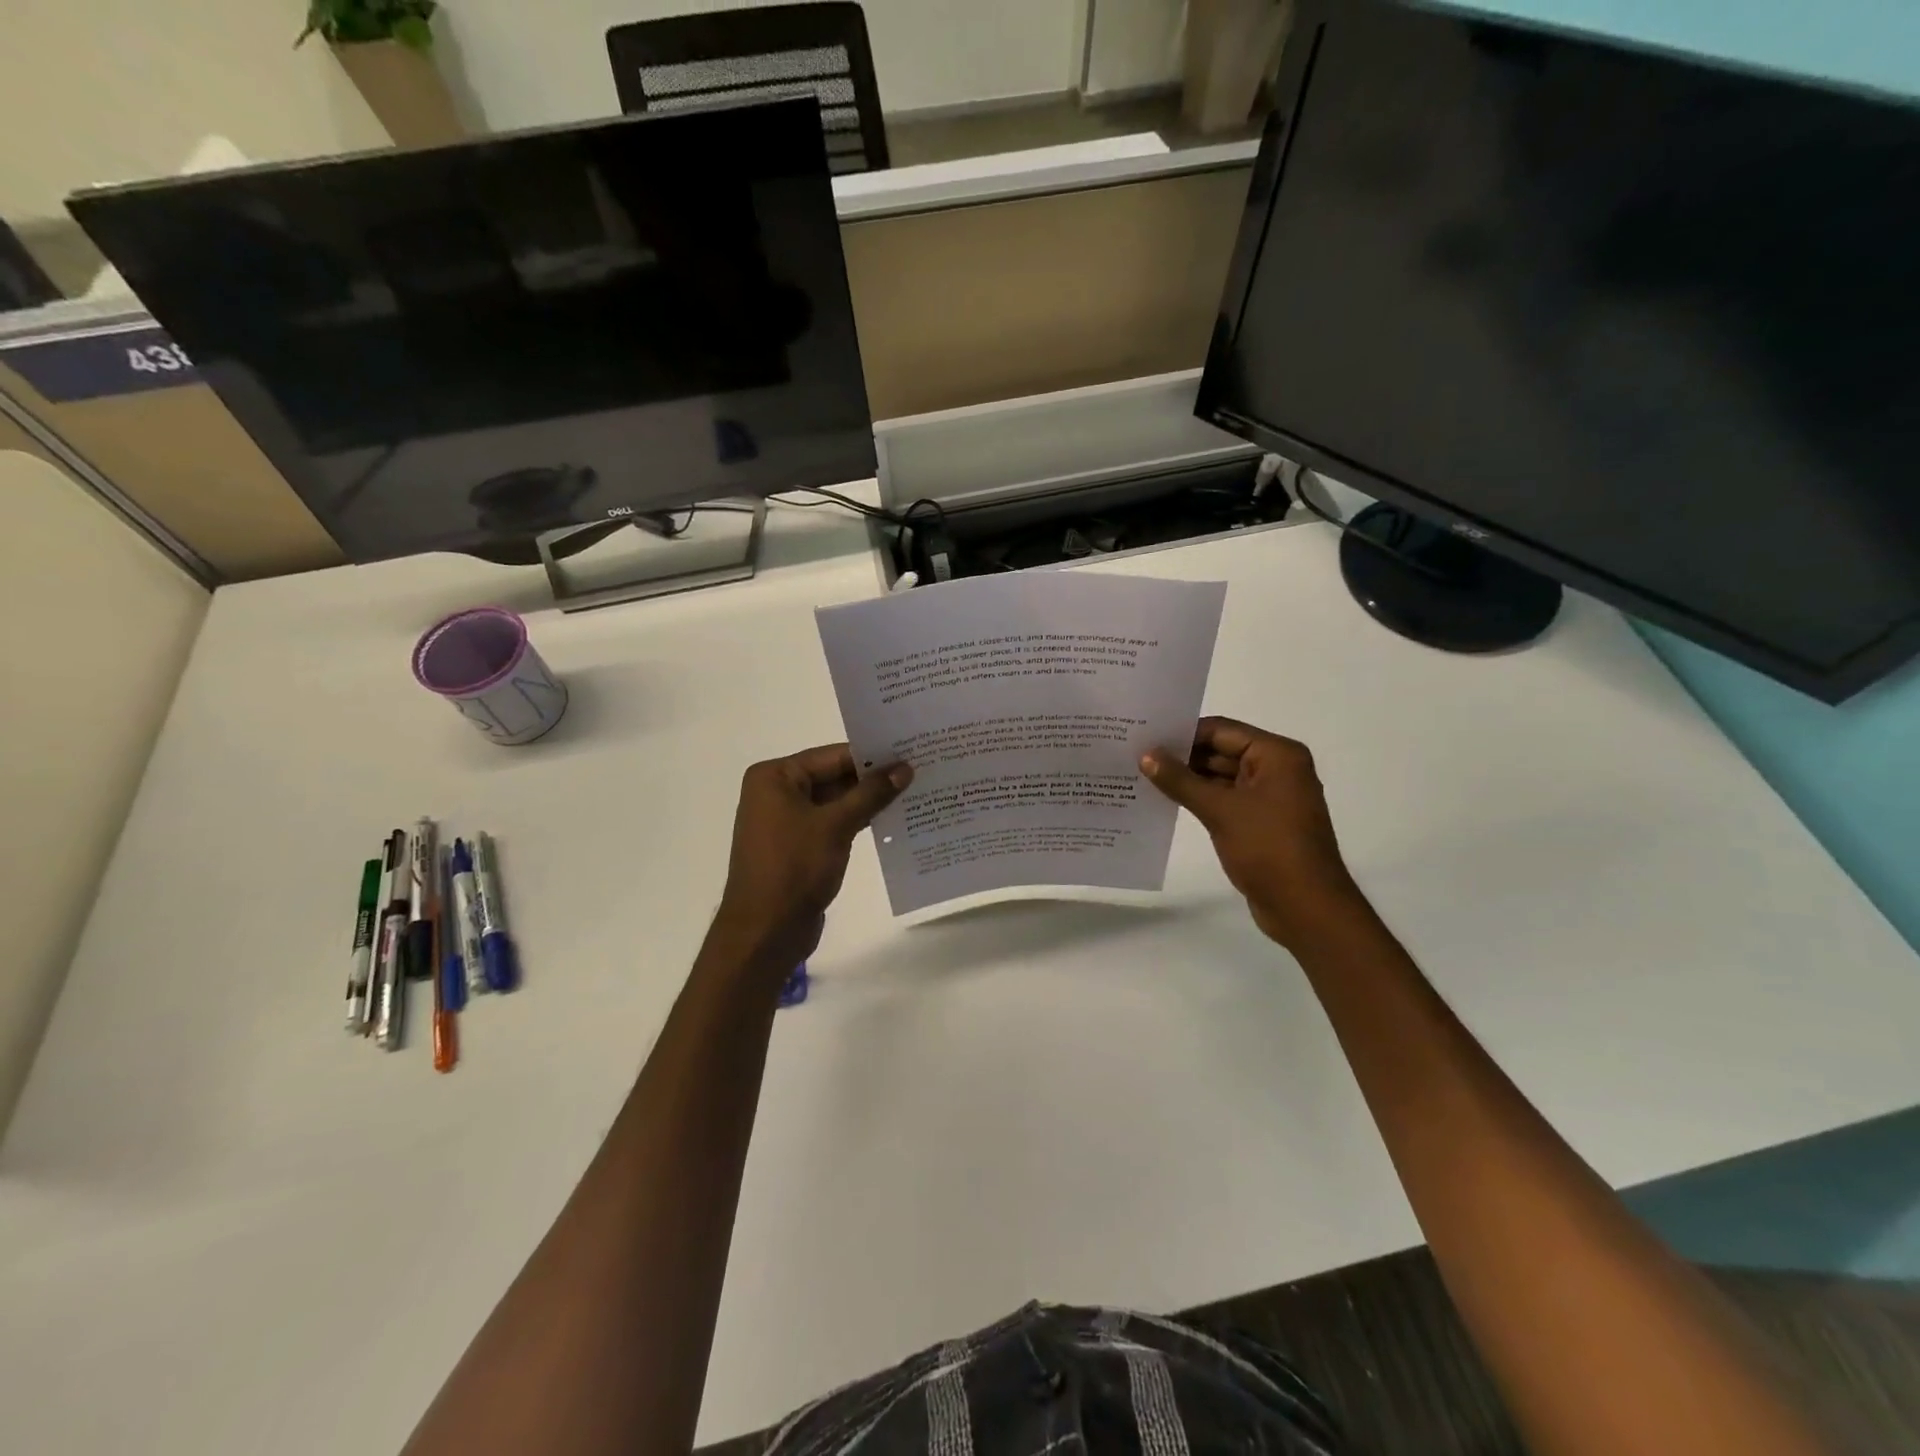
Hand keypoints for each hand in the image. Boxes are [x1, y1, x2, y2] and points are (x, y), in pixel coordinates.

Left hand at [711, 744, 911, 972]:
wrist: (765, 931)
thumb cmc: (794, 868)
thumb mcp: (836, 825)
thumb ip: (871, 794)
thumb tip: (904, 768)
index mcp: (774, 778)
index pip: (831, 756)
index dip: (871, 755)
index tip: (910, 751)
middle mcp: (776, 793)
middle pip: (833, 777)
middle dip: (872, 778)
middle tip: (918, 770)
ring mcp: (787, 822)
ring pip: (835, 802)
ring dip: (868, 801)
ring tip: (913, 792)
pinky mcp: (799, 847)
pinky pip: (832, 825)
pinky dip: (857, 822)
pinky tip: (892, 820)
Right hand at [1141, 717, 1366, 950]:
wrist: (1305, 907)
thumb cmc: (1268, 848)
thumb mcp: (1220, 810)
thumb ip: (1180, 780)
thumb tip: (1145, 755)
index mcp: (1277, 755)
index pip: (1221, 731)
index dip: (1183, 733)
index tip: (1144, 737)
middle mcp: (1277, 769)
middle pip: (1221, 751)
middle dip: (1182, 756)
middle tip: (1137, 756)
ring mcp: (1269, 797)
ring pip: (1221, 777)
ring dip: (1188, 779)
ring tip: (1143, 776)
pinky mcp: (1260, 822)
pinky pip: (1225, 800)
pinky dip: (1199, 799)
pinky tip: (1166, 801)